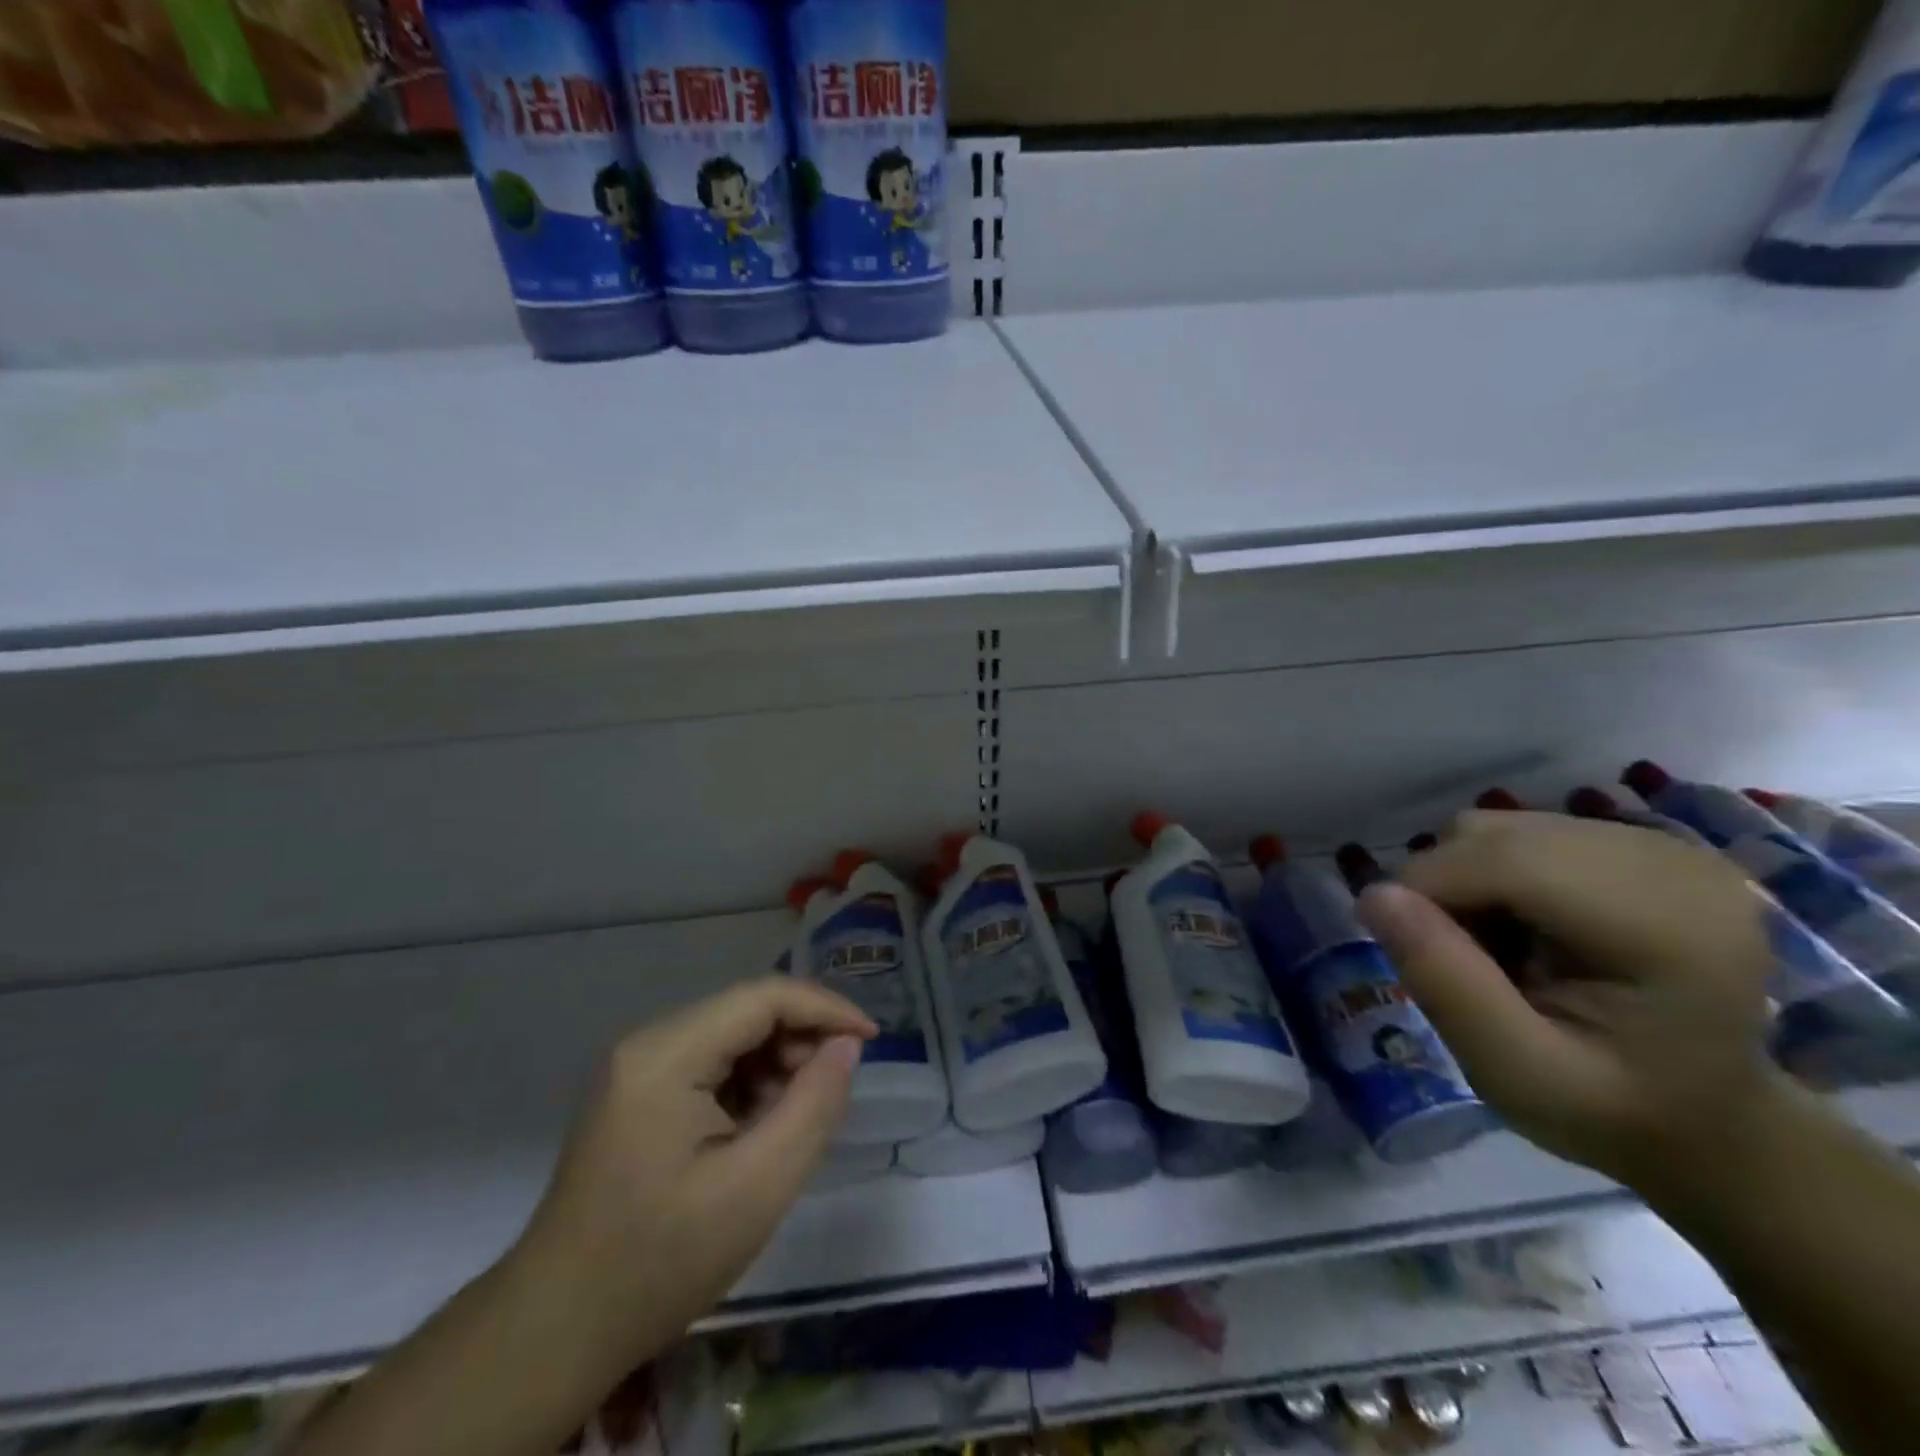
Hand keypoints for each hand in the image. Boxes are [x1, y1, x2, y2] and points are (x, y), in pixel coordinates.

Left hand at [511, 978, 874, 1372]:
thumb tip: (846, 1045)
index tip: (872, 1039)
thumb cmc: (660, 1262)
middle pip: (746, 1011)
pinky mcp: (637, 1091)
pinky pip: (710, 1063)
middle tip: (833, 1089)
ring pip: (731, 1035)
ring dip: (777, 1062)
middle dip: (800, 1039)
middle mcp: (647, 1042)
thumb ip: (814, 1105)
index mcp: (665, 1055)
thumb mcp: (757, 1188)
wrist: (556, 1331)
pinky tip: (761, 1126)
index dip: (825, 1008)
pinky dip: (749, 1082)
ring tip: (797, 1117)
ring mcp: (637, 1066)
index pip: (762, 997)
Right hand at [1356, 811, 1783, 1194]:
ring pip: (1499, 827)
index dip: (1429, 889)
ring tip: (1492, 947)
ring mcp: (1662, 845)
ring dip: (1464, 880)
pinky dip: (1490, 873)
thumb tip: (1373, 894)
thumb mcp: (1516, 1072)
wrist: (1706, 1122)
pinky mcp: (1640, 842)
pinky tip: (1521, 927)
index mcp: (1671, 927)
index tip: (1399, 945)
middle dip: (1444, 888)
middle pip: (1497, 836)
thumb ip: (1446, 984)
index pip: (1509, 861)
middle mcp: (1674, 864)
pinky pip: (1519, 830)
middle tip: (1454, 960)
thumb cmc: (1613, 1112)